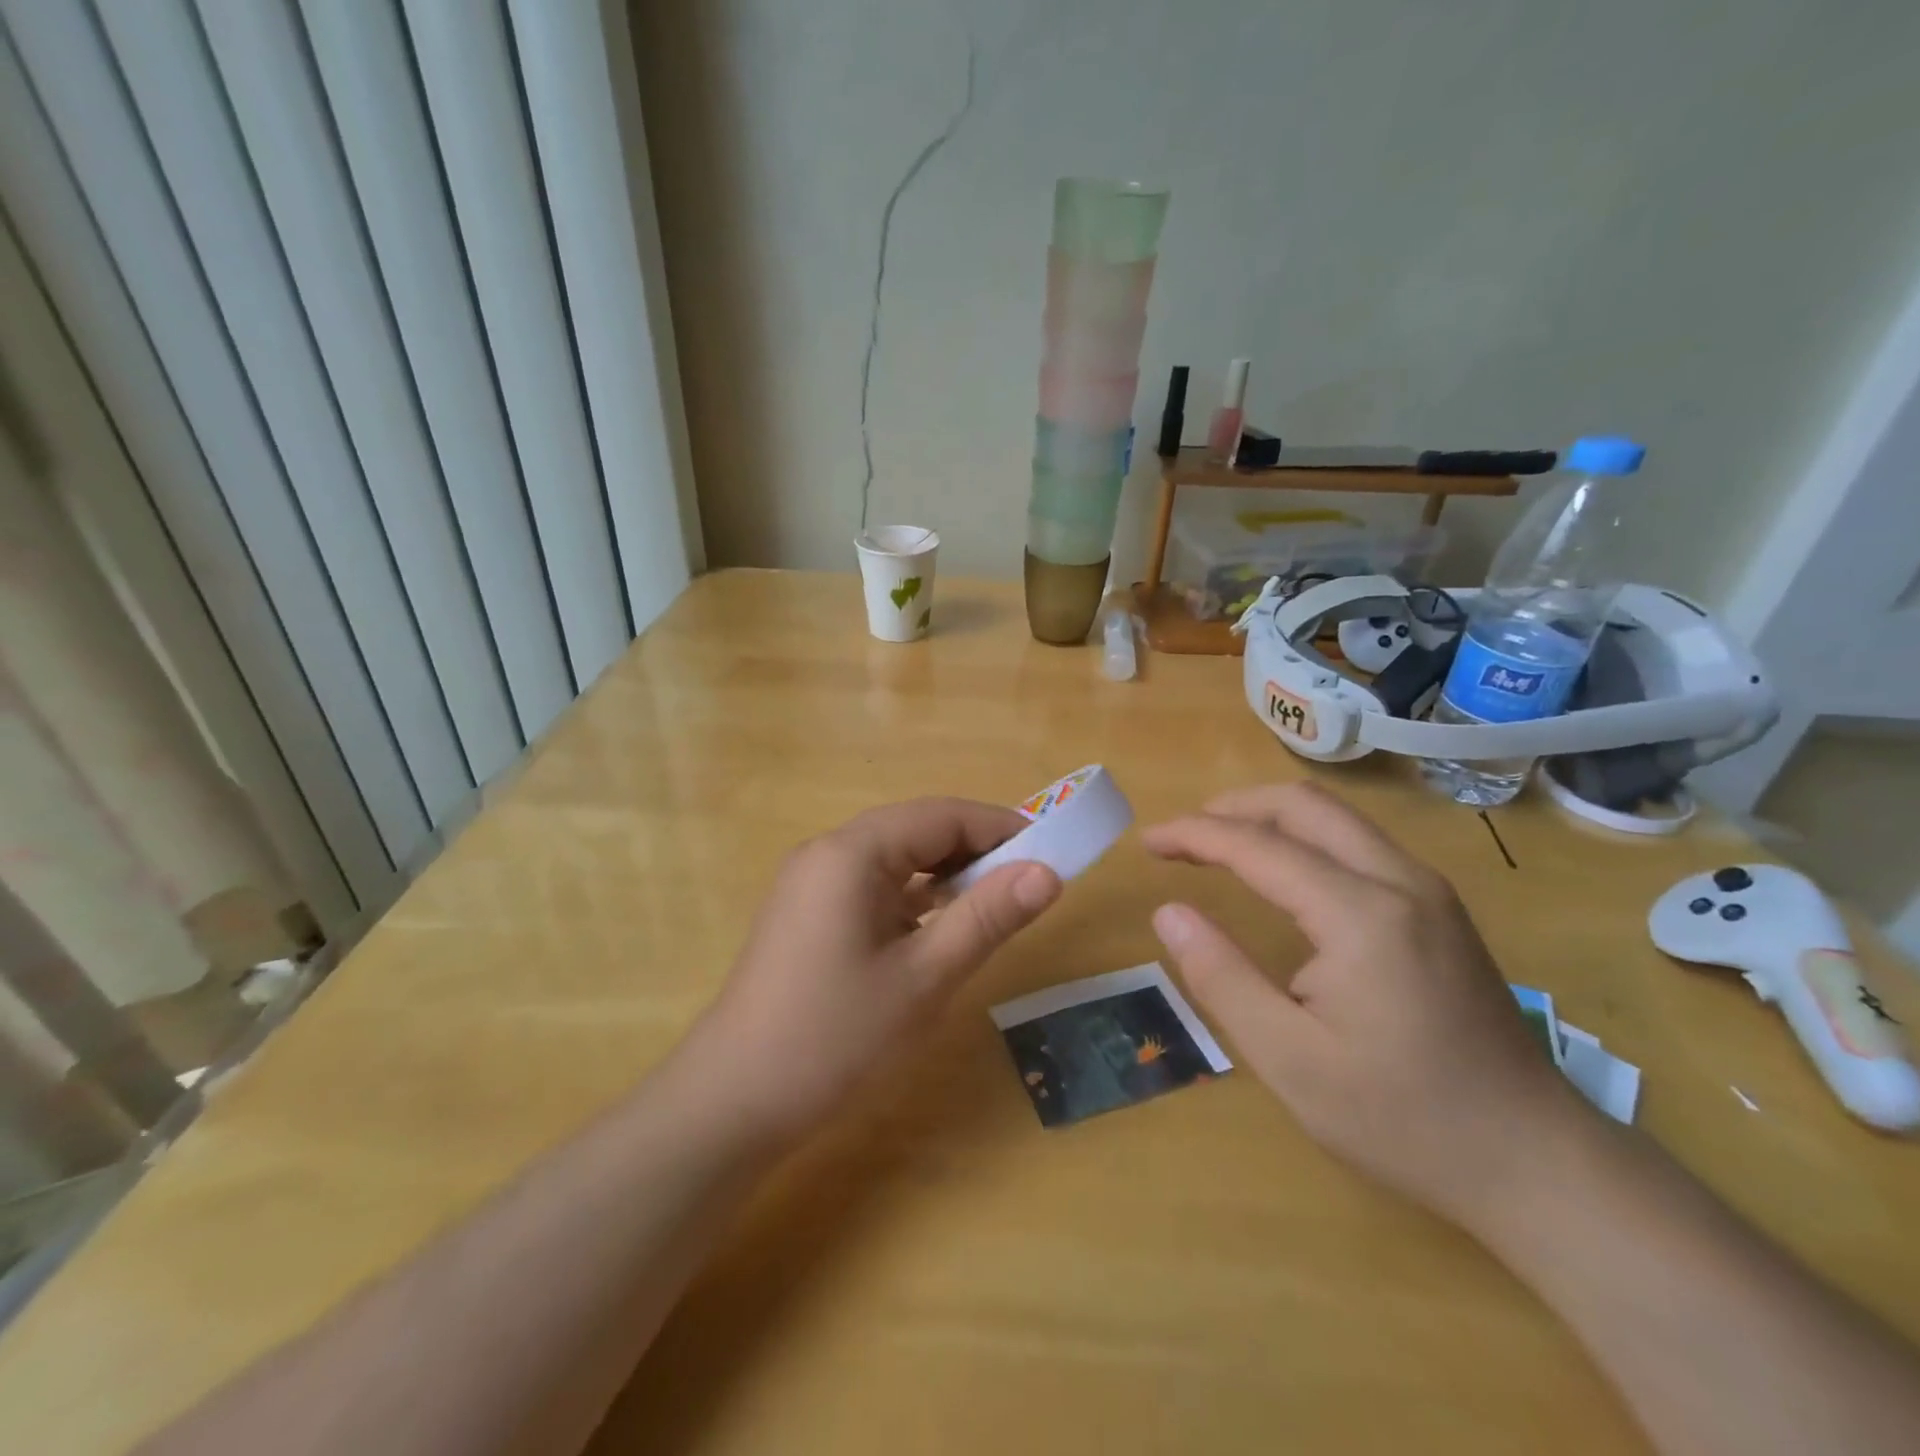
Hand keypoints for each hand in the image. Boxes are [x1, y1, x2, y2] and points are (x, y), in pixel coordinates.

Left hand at [697, 798, 1060, 1141]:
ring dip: (945, 873)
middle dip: (975, 848)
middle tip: (1029, 881)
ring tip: (994, 903)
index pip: (941, 816)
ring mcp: (812, 883)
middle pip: (916, 829)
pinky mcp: (808, 913)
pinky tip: (939, 927)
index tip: (1051, 851)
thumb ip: (986, 918)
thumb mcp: (923, 978)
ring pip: (895, 857)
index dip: (999, 827)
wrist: (733, 1103)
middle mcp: (828, 853)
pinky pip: (873, 885)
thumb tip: (1048, 873)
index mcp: (852, 853)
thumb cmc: (835, 1037)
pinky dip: (914, 896)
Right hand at [1144, 782, 1588, 1228]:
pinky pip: (1358, 842)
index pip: (1258, 846)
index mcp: (1361, 914)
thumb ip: (1221, 977)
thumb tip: (1168, 912)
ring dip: (1269, 817)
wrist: (1536, 1162)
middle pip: (1303, 804)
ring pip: (1335, 817)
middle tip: (1181, 836)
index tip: (1147, 842)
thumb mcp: (1290, 1060)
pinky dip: (1304, 837)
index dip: (1194, 835)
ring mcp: (1428, 891)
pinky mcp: (1439, 909)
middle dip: (1232, 807)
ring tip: (1219, 843)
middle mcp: (1400, 881)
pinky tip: (1281, 871)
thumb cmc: (1403, 1118)